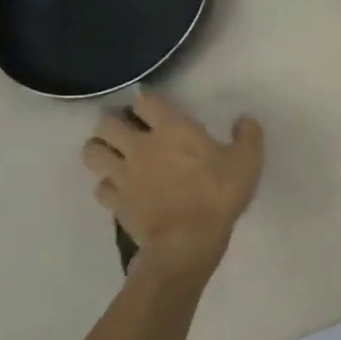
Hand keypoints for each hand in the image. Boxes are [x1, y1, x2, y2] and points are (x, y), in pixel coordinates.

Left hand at [82, 90, 264, 279]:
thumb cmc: (218, 193)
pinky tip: (122, 189)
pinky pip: (100, 187)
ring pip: (92, 152)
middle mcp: (140, 147)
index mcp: (171, 129)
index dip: (146, 100)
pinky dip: (108, 185)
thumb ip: (248, 135)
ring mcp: (123, 175)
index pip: (145, 101)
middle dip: (114, 123)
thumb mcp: (248, 160)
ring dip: (100, 149)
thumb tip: (245, 119)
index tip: (154, 106)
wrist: (188, 239)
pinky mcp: (115, 202)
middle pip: (106, 124)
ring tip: (115, 154)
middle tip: (130, 130)